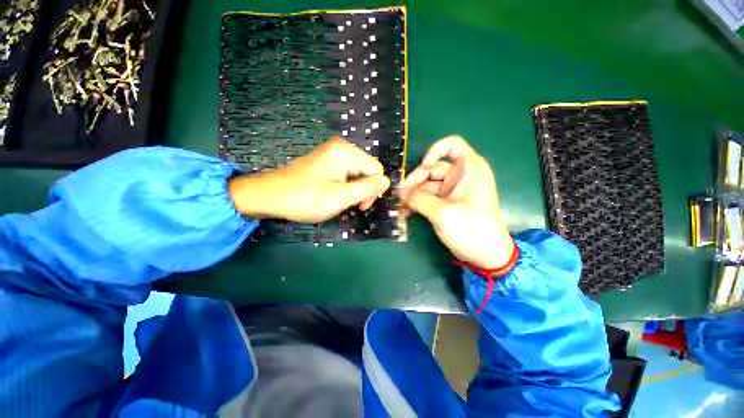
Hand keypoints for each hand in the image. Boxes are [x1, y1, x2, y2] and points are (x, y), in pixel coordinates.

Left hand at [228, 137, 390, 222]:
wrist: (269, 196)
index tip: (361, 205)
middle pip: (367, 169)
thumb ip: (366, 189)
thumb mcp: (340, 197)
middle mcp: (341, 148)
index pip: (376, 169)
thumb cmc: (305, 198)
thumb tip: (387, 181)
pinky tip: (335, 194)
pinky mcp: (326, 160)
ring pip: (357, 173)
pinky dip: (345, 186)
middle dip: (364, 189)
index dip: (374, 189)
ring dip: (354, 189)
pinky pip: (346, 173)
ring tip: (340, 201)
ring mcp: (332, 153)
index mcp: (345, 152)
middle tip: (352, 205)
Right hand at [400, 136, 513, 269]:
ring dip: (413, 194)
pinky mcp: (447, 203)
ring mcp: (453, 191)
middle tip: (400, 195)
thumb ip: (418, 199)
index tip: (424, 165)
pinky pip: (429, 197)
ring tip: (399, 206)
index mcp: (469, 169)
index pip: (453, 144)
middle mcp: (461, 176)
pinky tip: (406, 211)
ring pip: (428, 185)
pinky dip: (418, 202)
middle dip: (415, 181)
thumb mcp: (442, 213)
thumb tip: (399, 192)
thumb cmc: (471, 229)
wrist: (487, 256)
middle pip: (433, 168)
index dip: (436, 150)